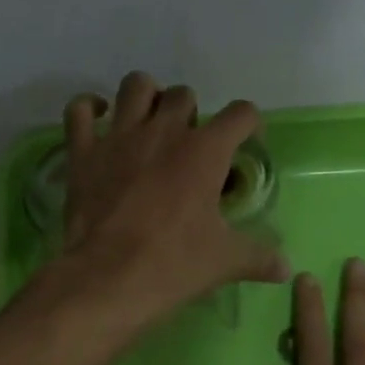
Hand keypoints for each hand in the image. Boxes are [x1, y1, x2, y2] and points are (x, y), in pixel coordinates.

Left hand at [51, 72, 288, 329]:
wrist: (108, 278)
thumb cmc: (173, 264)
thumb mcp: (224, 261)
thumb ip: (258, 257)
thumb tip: (286, 268)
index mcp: (204, 151)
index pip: (241, 114)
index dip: (247, 125)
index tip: (244, 144)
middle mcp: (163, 131)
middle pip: (183, 95)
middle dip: (191, 113)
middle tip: (188, 145)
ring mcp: (119, 137)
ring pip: (135, 86)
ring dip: (145, 96)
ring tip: (148, 121)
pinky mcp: (83, 152)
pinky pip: (79, 111)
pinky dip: (88, 108)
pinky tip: (98, 118)